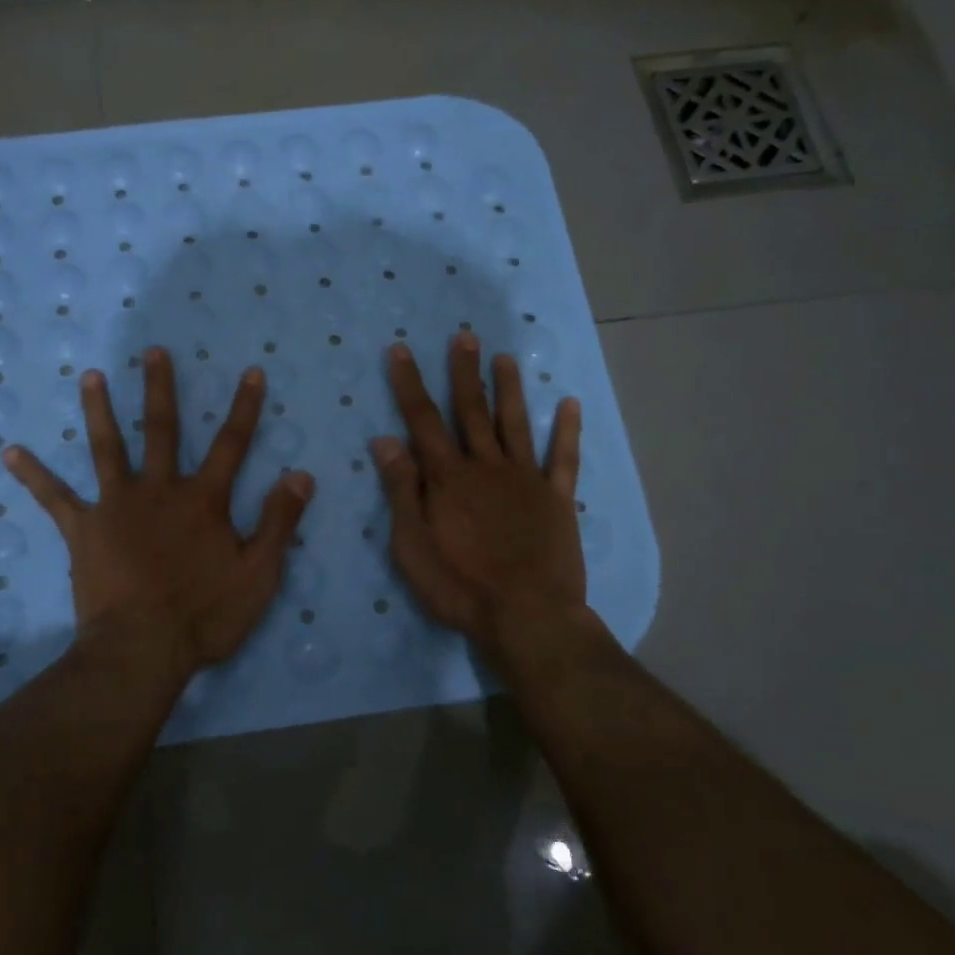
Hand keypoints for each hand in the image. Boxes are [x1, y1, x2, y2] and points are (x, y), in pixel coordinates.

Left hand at [5, 346, 314, 676]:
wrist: (141, 651)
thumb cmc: (205, 616)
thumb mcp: (259, 574)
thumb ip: (279, 522)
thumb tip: (301, 474)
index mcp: (203, 500)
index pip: (233, 444)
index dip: (245, 407)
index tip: (251, 370)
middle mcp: (159, 490)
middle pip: (162, 430)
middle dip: (160, 388)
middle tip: (152, 351)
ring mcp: (116, 506)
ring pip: (107, 448)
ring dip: (99, 410)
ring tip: (89, 376)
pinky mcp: (83, 530)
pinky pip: (54, 498)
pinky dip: (33, 474)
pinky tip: (10, 452)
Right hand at [371, 334, 588, 652]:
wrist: (528, 617)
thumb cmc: (460, 585)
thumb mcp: (412, 545)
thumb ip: (401, 490)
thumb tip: (385, 440)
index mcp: (448, 477)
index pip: (423, 420)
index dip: (410, 383)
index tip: (402, 349)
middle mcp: (486, 467)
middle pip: (471, 411)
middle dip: (465, 372)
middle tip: (465, 336)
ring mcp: (526, 480)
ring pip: (515, 424)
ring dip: (509, 389)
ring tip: (507, 358)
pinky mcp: (557, 500)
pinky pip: (563, 459)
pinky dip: (567, 431)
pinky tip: (570, 404)